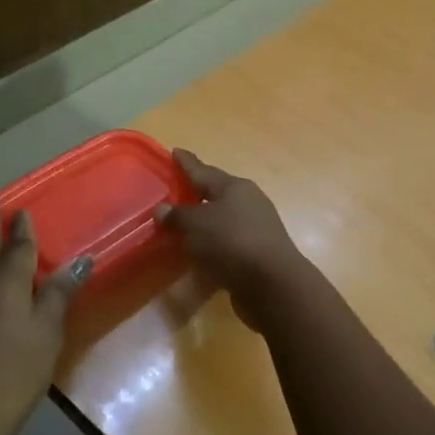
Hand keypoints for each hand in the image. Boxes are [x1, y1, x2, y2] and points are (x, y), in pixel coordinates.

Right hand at [155, 150, 306, 325]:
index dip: (187, 163)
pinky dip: (213, 243)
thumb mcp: (196, 225)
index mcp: (234, 187)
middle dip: (198, 191)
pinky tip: (201, 249)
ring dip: (206, 220)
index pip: (203, 170)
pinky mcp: (258, 253)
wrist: (272, 283)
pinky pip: (228, 241)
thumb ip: (178, 216)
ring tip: (184, 222)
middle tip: (177, 189)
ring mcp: (256, 228)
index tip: (175, 151)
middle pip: (217, 193)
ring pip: (224, 218)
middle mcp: (249, 202)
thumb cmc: (231, 242)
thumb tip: (162, 209)